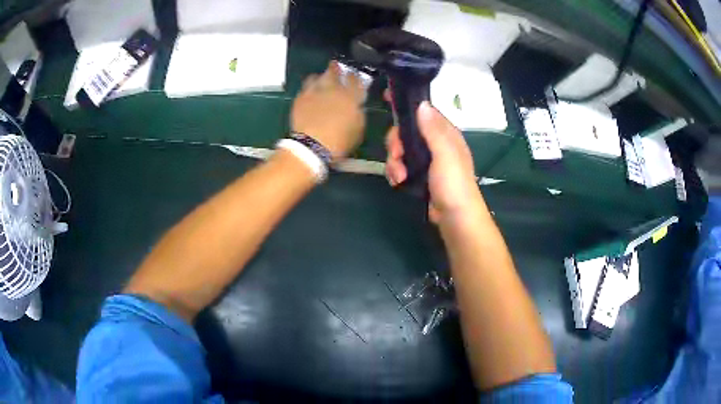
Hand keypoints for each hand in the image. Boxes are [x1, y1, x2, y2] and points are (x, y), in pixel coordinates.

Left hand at [291, 61, 366, 161]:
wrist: (312, 146)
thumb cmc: (340, 141)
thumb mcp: (358, 128)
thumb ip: (358, 113)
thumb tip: (356, 105)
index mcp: (350, 96)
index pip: (354, 79)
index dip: (354, 76)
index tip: (353, 75)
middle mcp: (332, 89)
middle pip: (333, 71)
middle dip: (335, 68)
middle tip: (335, 67)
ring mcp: (314, 92)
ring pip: (316, 76)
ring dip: (320, 77)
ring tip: (320, 80)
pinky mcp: (300, 99)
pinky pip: (305, 88)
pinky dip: (308, 88)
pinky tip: (309, 93)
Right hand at [385, 99, 482, 224]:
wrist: (455, 218)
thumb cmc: (454, 184)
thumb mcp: (445, 154)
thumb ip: (433, 130)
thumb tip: (422, 104)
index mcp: (445, 134)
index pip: (424, 112)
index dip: (406, 106)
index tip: (387, 98)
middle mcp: (435, 143)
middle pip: (406, 132)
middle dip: (396, 144)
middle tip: (396, 157)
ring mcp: (426, 160)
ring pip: (400, 150)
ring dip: (394, 162)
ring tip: (398, 177)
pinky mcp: (418, 175)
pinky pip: (400, 166)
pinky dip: (395, 172)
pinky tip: (398, 182)